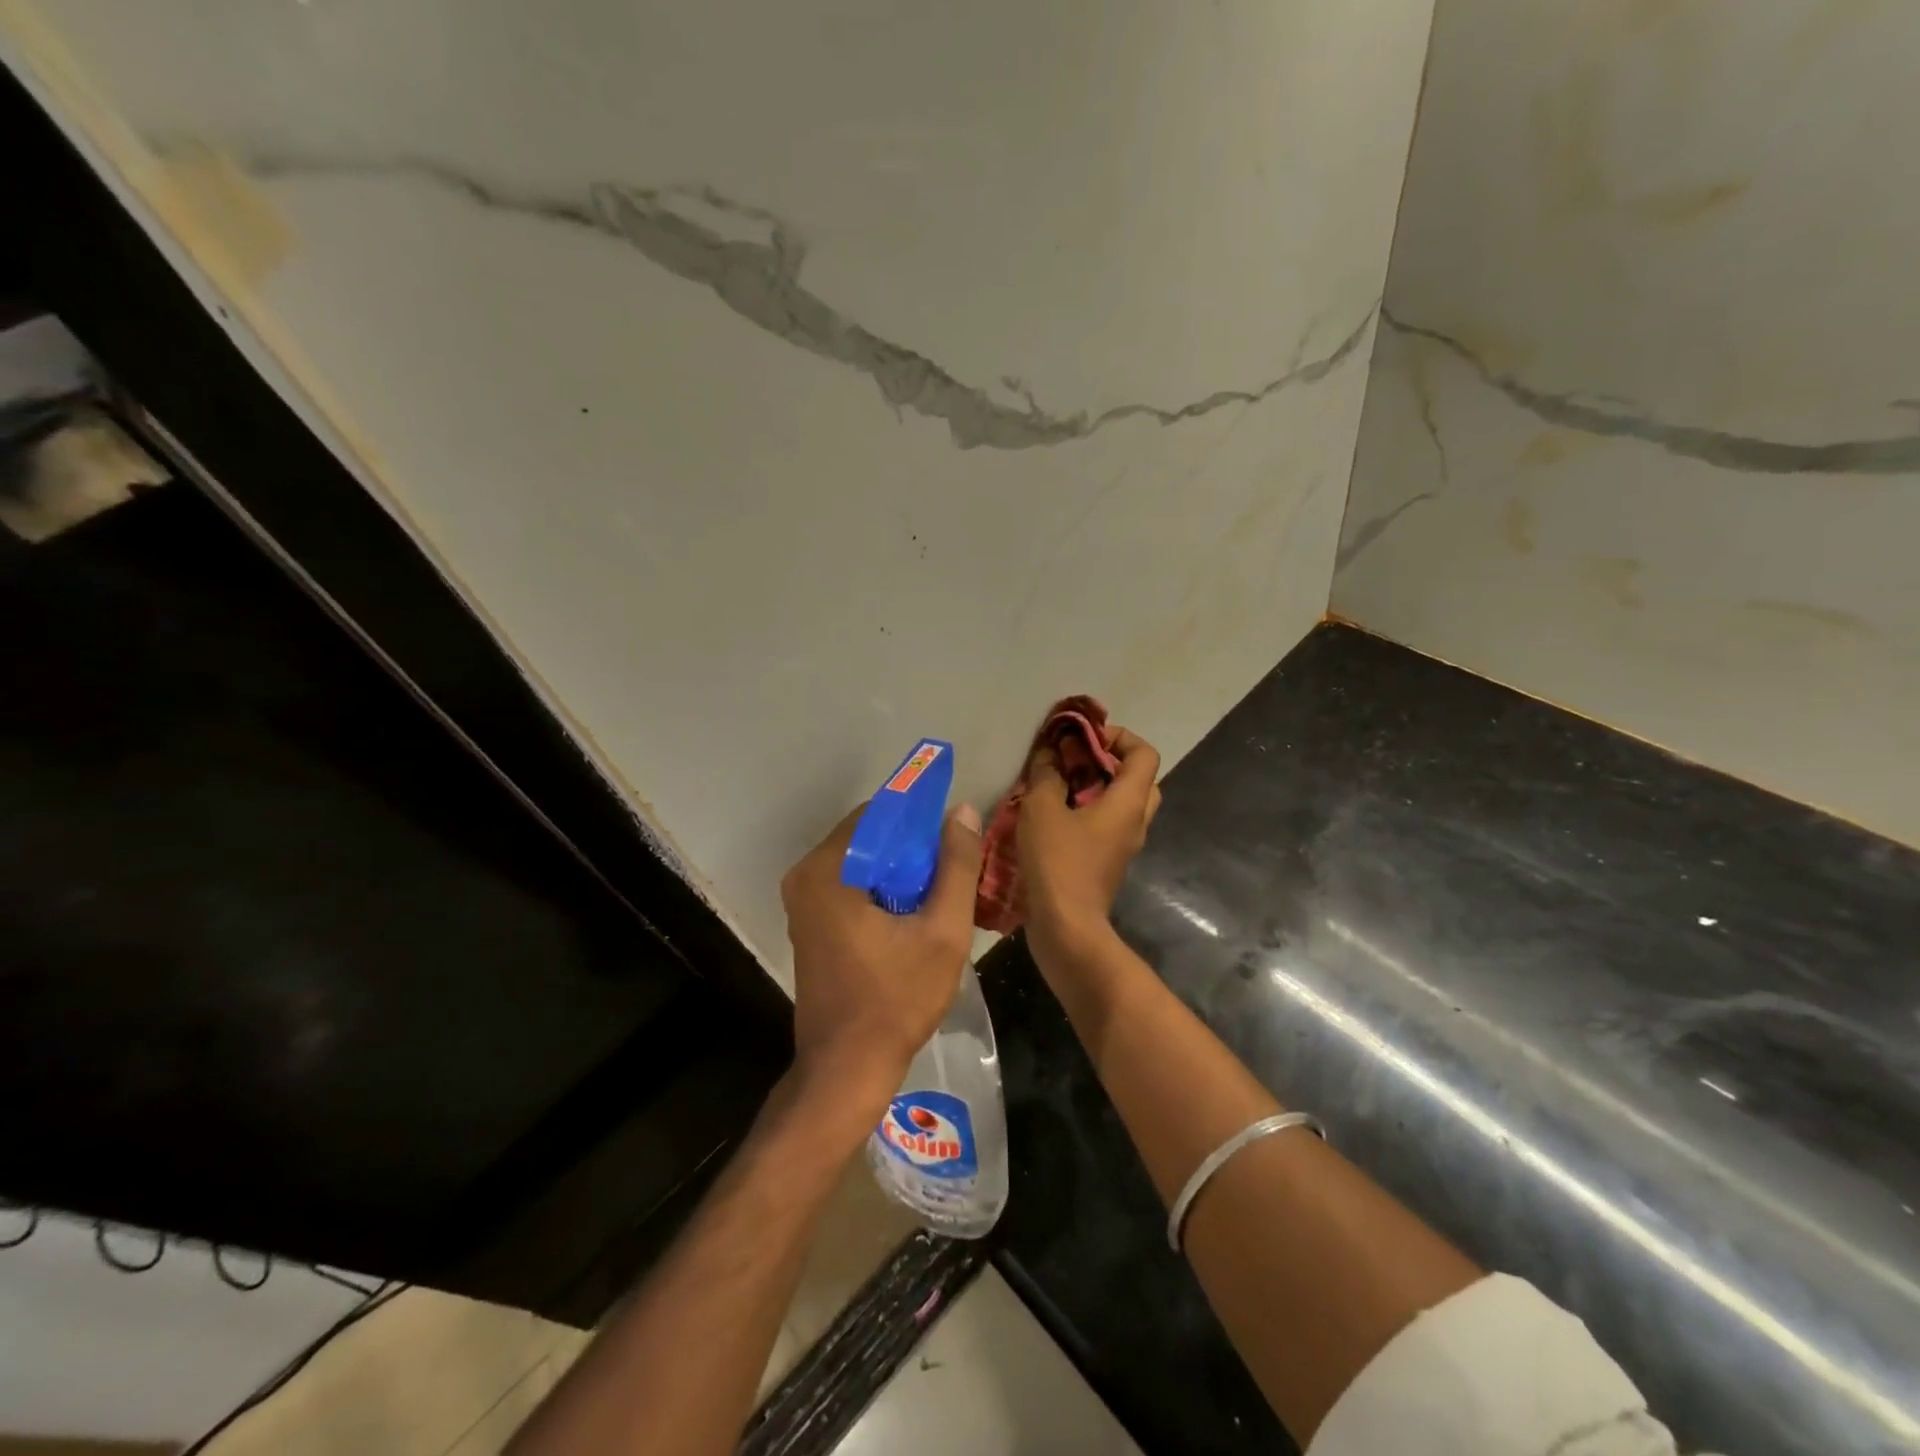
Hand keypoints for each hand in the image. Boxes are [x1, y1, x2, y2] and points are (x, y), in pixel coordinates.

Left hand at [781, 801, 984, 1107]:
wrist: (847, 1069)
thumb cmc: (896, 1000)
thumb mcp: (942, 931)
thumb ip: (956, 866)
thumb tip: (962, 810)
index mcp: (829, 869)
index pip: (879, 813)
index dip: (921, 818)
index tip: (954, 835)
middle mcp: (806, 876)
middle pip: (869, 836)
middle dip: (913, 846)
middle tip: (952, 869)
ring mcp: (803, 901)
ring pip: (862, 861)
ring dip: (900, 868)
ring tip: (940, 891)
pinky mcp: (809, 922)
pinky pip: (851, 885)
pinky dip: (882, 887)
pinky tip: (913, 911)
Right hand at [1017, 726, 1160, 948]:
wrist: (1065, 927)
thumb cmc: (1058, 862)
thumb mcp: (1042, 808)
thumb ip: (1046, 774)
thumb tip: (1049, 752)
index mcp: (1129, 803)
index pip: (1144, 753)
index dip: (1118, 736)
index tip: (1083, 737)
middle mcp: (1135, 822)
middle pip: (1138, 778)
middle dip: (1108, 761)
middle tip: (1075, 759)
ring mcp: (1124, 846)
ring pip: (1122, 804)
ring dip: (1096, 788)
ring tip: (1059, 785)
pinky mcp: (1108, 864)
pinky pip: (1107, 826)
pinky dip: (1088, 812)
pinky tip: (1053, 815)